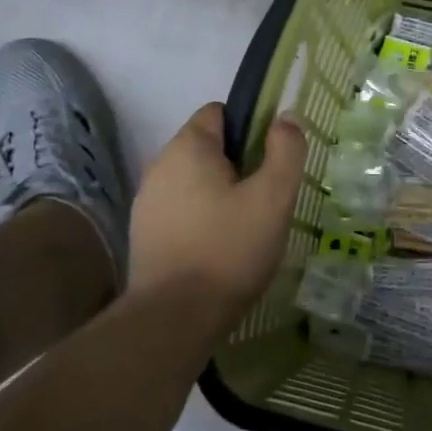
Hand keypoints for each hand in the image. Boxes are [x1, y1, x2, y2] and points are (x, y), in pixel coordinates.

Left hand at [128, 103, 305, 325]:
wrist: (174, 317)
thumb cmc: (229, 249)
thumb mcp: (273, 197)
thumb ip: (285, 151)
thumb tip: (286, 117)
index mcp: (187, 148)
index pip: (219, 112)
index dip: (250, 127)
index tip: (271, 160)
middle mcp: (159, 166)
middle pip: (207, 148)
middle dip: (238, 165)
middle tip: (266, 199)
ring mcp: (147, 202)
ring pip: (194, 182)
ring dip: (220, 195)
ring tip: (247, 228)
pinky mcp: (144, 234)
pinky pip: (181, 211)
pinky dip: (202, 219)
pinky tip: (220, 248)